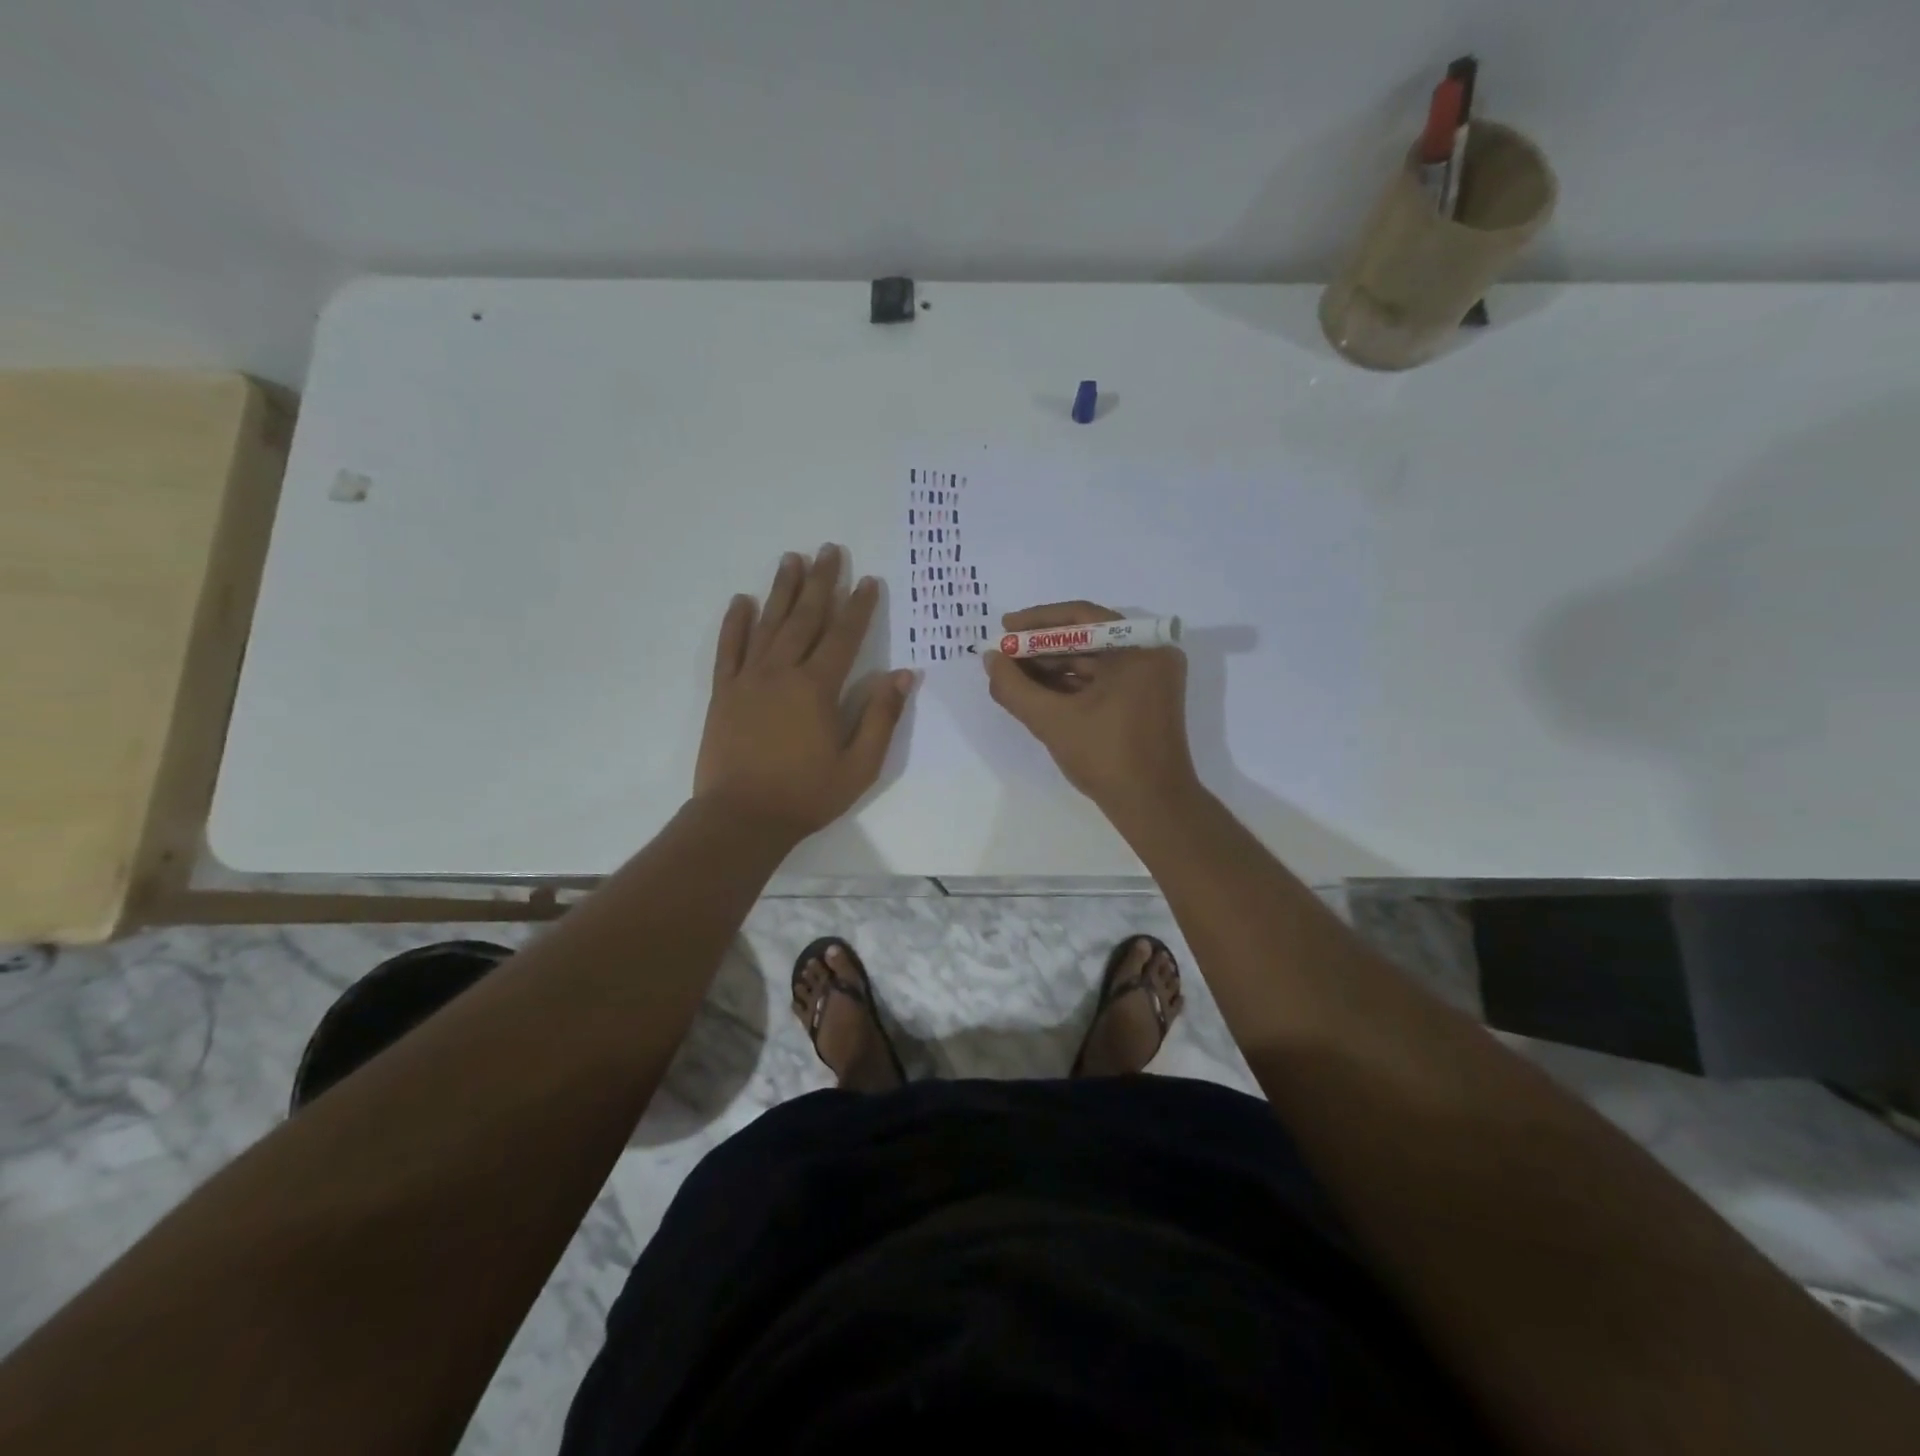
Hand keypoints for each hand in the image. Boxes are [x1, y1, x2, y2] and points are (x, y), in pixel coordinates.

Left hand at [694, 545, 914, 841]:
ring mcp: (748, 679)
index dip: (859, 606)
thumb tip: (904, 674)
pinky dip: (735, 623)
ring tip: (792, 559)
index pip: (843, 636)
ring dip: (782, 590)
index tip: (869, 580)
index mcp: (817, 688)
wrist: (741, 818)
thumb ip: (881, 717)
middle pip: (805, 617)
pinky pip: (729, 648)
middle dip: (821, 582)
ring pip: (768, 624)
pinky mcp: (723, 693)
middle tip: (829, 550)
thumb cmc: (806, 795)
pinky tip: (741, 601)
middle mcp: (782, 672)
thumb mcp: (859, 765)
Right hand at [982, 600, 1199, 818]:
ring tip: (1012, 676)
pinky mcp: (1144, 700)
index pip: (1081, 617)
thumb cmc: (1107, 757)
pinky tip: (1036, 692)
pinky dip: (1070, 685)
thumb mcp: (1052, 720)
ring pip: (1092, 661)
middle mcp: (1150, 654)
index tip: (1004, 628)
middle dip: (1041, 648)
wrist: (1153, 806)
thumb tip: (990, 659)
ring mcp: (1149, 679)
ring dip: (1052, 668)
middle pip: (1086, 638)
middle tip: (1004, 655)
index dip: (1037, 622)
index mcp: (1139, 648)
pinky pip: (1101, 681)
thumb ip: (1014, 687)